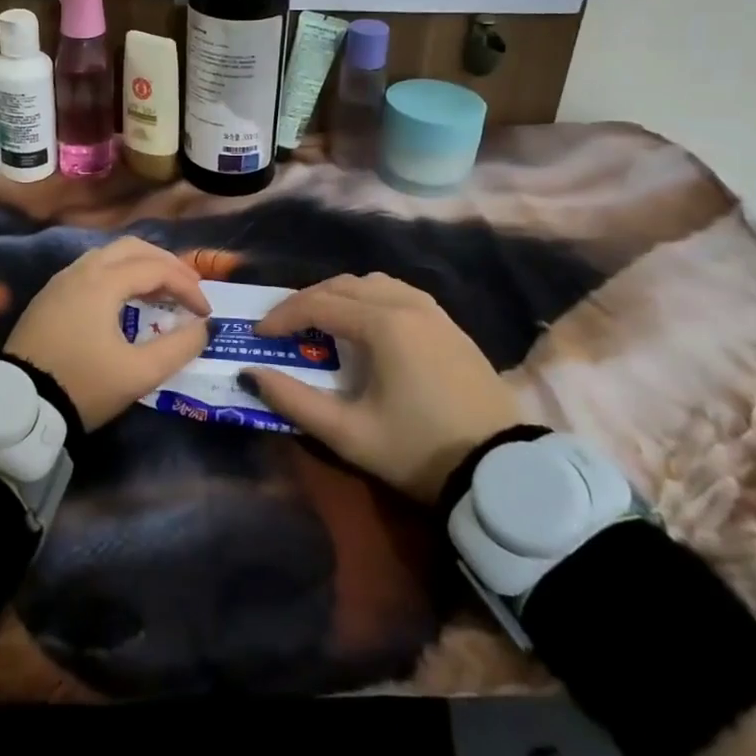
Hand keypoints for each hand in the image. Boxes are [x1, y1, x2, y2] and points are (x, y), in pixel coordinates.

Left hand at [2, 237, 210, 432]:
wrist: (16, 404)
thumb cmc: (82, 384)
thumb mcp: (138, 373)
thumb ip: (178, 348)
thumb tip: (202, 328)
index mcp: (103, 281)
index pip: (157, 269)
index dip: (188, 287)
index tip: (206, 314)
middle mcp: (81, 270)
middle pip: (132, 248)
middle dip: (166, 263)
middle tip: (188, 288)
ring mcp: (61, 281)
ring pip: (109, 256)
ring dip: (141, 267)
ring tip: (162, 293)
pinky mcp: (49, 297)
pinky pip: (92, 270)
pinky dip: (119, 276)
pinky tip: (127, 301)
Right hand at [245, 273, 528, 502]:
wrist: (502, 472)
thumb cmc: (419, 450)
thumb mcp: (349, 434)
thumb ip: (295, 401)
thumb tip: (252, 374)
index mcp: (383, 324)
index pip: (318, 304)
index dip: (283, 316)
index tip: (259, 335)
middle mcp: (407, 304)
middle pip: (343, 285)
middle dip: (307, 301)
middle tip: (284, 328)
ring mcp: (434, 312)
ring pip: (373, 283)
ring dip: (340, 296)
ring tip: (322, 323)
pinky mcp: (450, 326)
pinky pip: (399, 293)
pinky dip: (370, 299)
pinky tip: (367, 325)